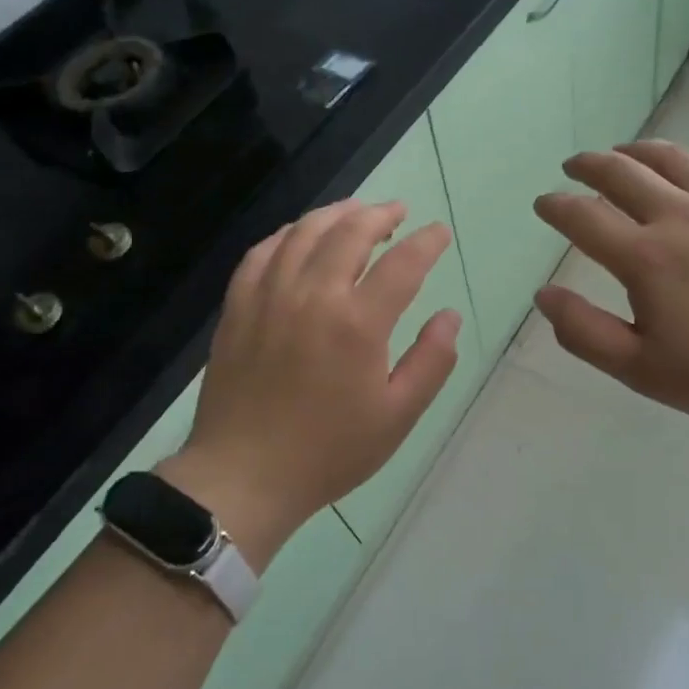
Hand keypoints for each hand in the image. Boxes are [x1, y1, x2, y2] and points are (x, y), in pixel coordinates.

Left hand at [165, 201, 461, 565]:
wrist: (244, 476)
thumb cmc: (329, 451)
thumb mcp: (397, 416)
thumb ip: (431, 361)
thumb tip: (450, 316)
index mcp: (358, 323)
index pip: (403, 263)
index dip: (427, 242)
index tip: (439, 233)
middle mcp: (313, 296)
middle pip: (350, 232)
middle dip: (381, 214)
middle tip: (399, 212)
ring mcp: (269, 297)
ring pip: (304, 232)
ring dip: (336, 214)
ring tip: (355, 212)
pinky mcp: (238, 307)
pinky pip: (262, 253)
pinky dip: (286, 235)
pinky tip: (299, 236)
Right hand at [532, 142, 688, 436]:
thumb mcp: (642, 370)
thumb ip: (585, 332)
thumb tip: (544, 294)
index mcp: (645, 258)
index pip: (583, 217)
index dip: (556, 206)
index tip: (543, 203)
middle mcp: (680, 217)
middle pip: (622, 173)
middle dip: (589, 165)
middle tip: (574, 167)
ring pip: (672, 158)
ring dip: (637, 151)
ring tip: (622, 152)